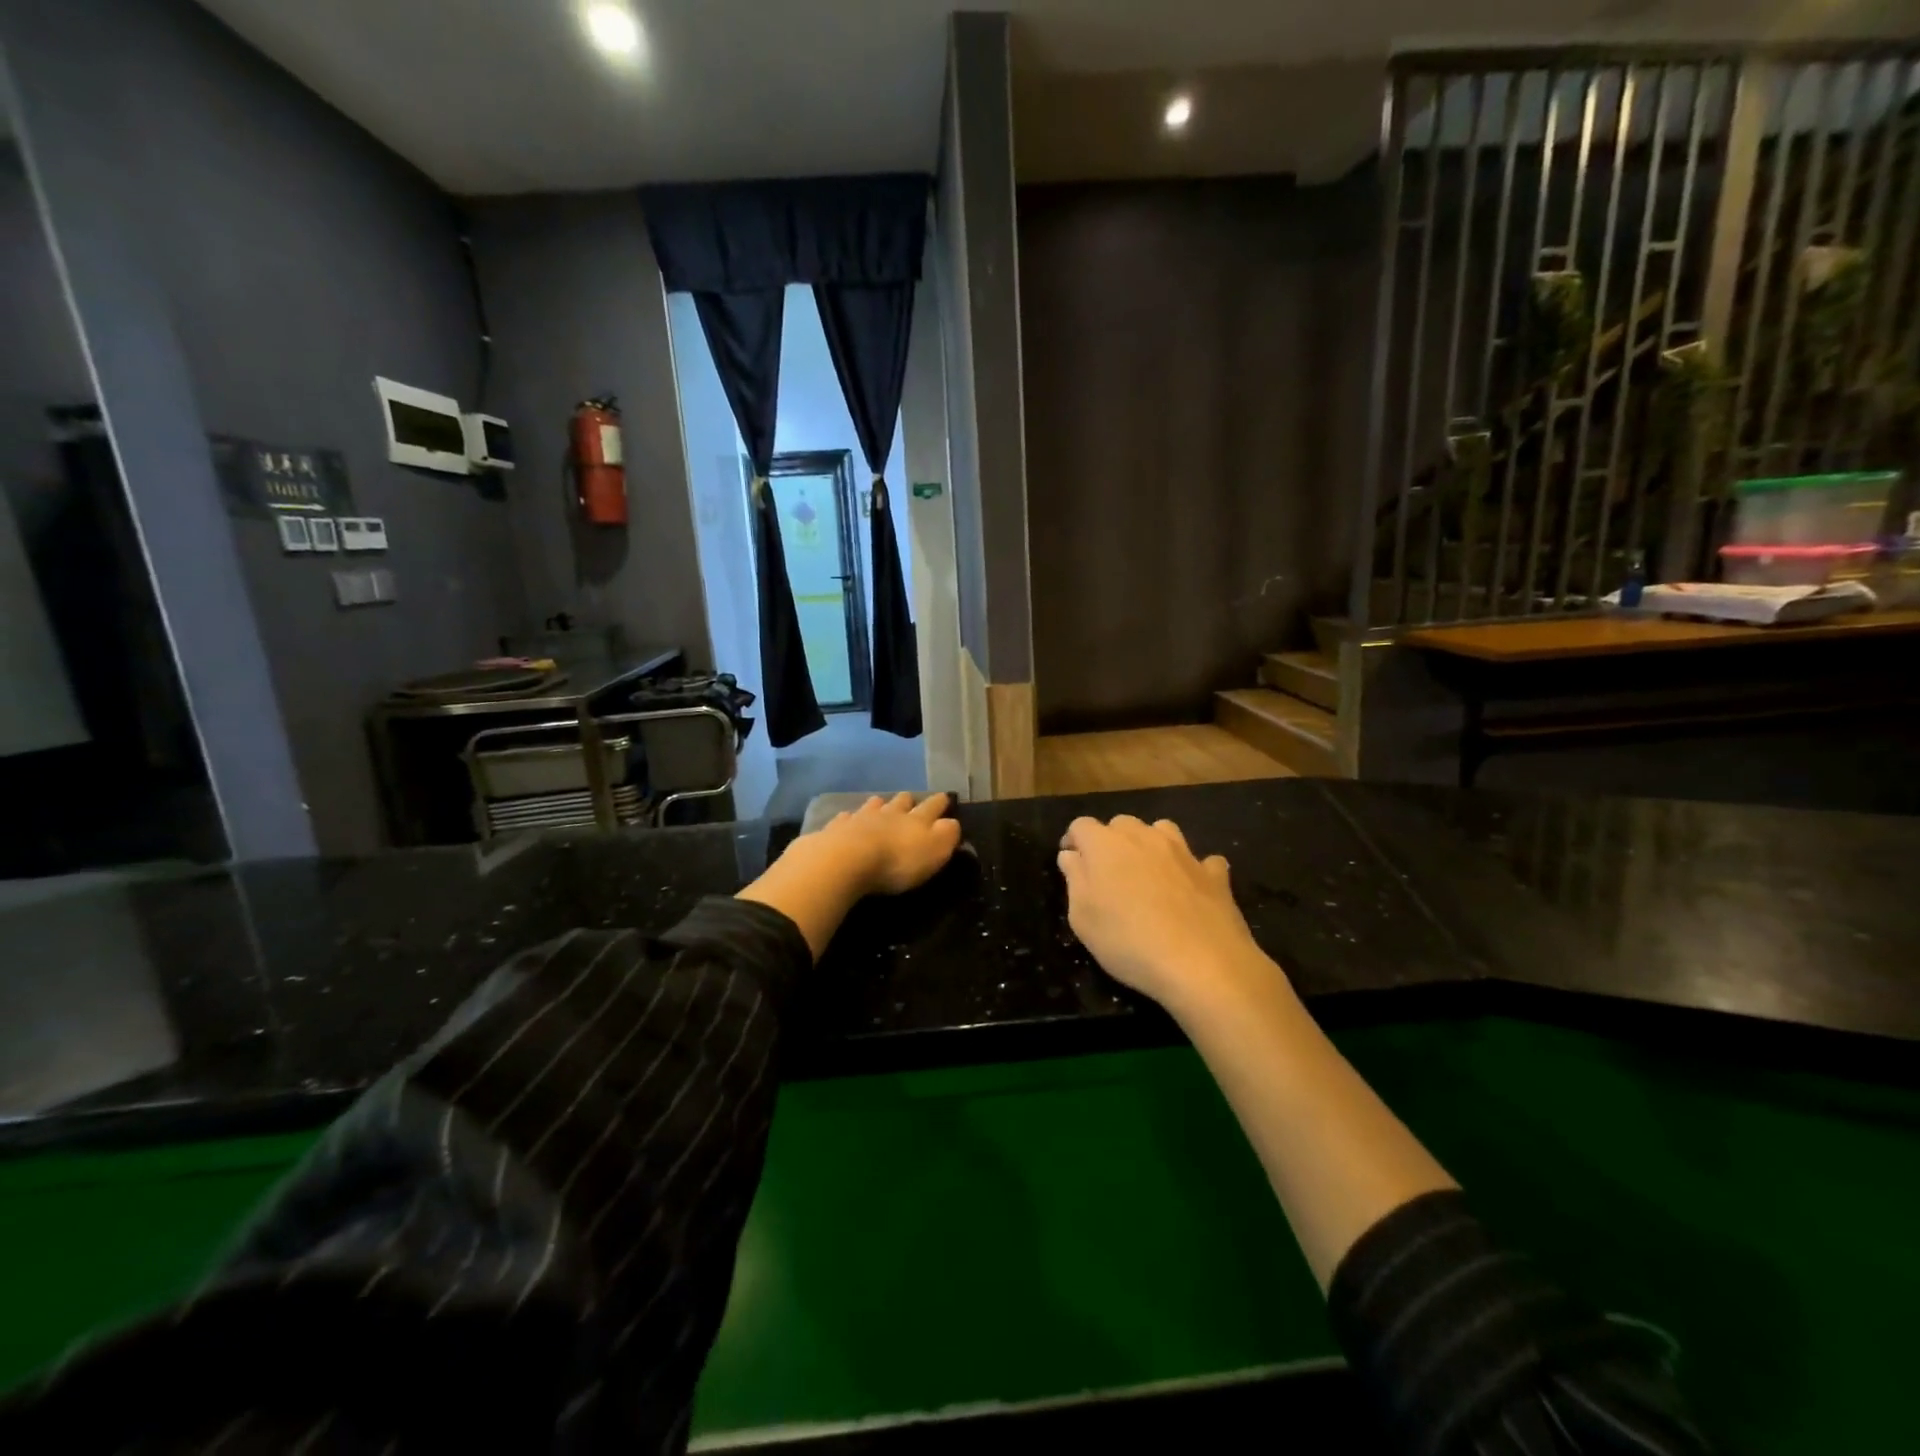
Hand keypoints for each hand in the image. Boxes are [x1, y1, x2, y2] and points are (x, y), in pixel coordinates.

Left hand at [817, 791, 962, 895]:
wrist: (846, 859)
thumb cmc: (898, 860)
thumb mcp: (935, 851)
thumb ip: (947, 835)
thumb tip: (952, 823)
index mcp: (916, 819)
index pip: (933, 806)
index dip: (940, 801)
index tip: (945, 796)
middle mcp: (889, 813)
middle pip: (901, 801)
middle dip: (908, 800)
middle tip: (910, 799)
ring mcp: (861, 818)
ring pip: (873, 805)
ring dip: (879, 804)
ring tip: (880, 803)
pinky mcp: (836, 829)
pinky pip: (845, 818)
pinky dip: (849, 818)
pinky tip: (847, 819)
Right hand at [1056, 815, 1267, 1012]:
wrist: (1202, 964)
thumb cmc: (1127, 941)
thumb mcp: (1082, 918)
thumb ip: (1074, 879)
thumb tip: (1072, 856)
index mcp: (1106, 844)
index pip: (1081, 826)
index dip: (1073, 841)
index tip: (1071, 862)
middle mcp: (1144, 837)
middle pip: (1121, 824)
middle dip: (1111, 842)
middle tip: (1108, 874)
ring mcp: (1183, 852)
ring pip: (1162, 831)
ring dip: (1151, 845)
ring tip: (1148, 873)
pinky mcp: (1214, 874)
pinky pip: (1202, 861)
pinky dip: (1193, 870)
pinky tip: (1191, 889)